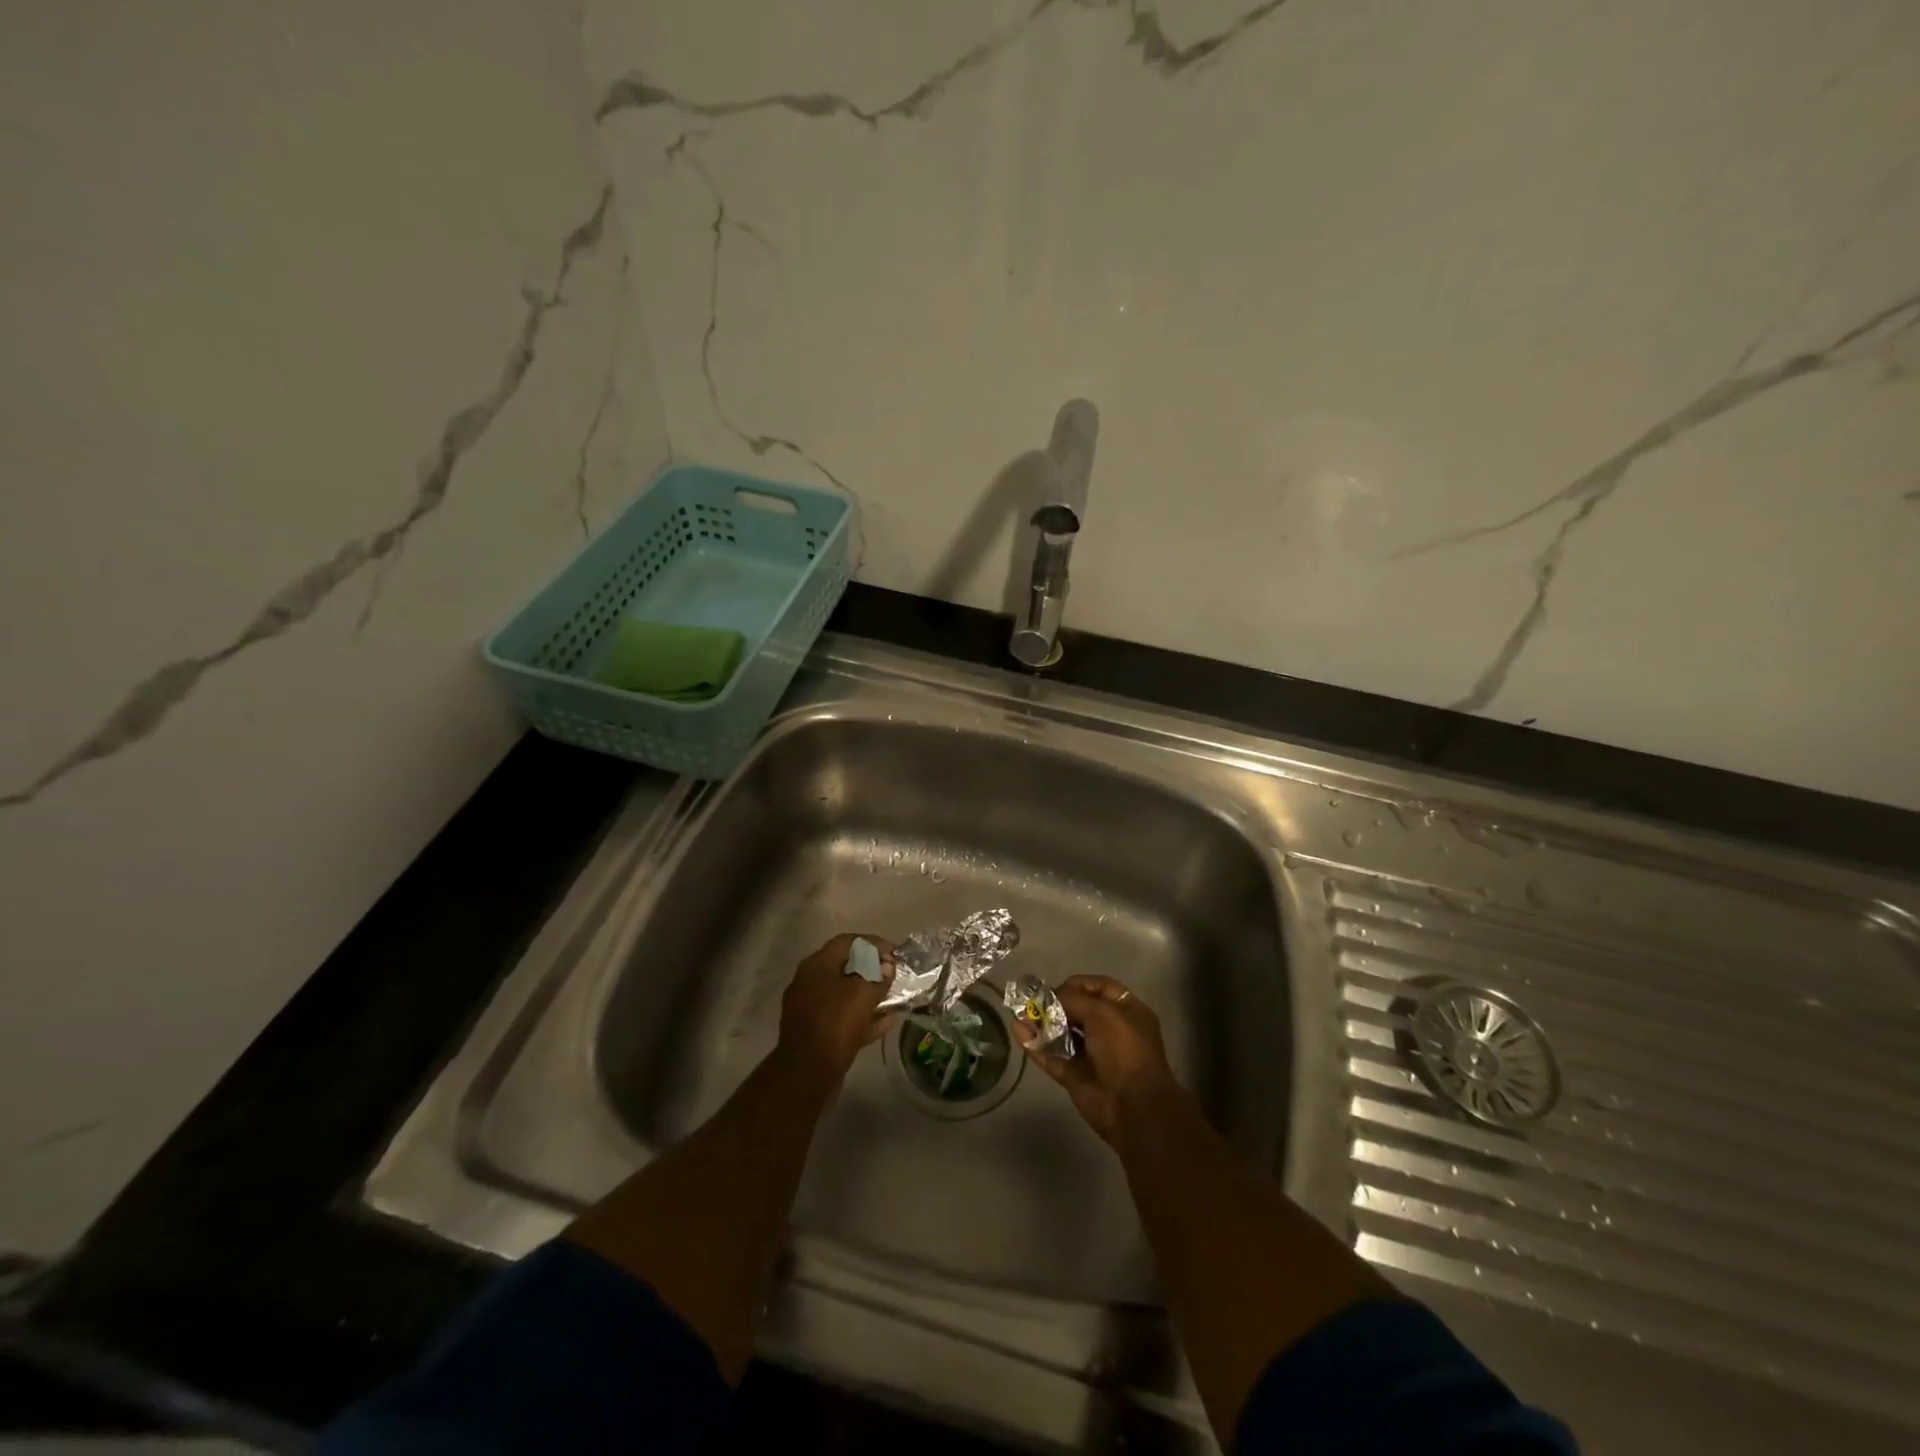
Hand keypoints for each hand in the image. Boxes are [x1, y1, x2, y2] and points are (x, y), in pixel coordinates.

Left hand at [777, 933, 895, 1085]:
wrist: (807, 1074)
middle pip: (846, 968)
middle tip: (894, 976)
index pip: (848, 942)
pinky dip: (863, 1017)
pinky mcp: (815, 1033)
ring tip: (894, 999)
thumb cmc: (835, 1023)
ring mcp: (810, 1009)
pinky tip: (885, 1022)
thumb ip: (878, 976)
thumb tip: (886, 966)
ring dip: (869, 995)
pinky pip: (843, 1018)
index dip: (873, 943)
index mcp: (816, 965)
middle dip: (872, 971)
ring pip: (845, 995)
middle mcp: (809, 982)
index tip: (895, 953)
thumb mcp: (863, 993)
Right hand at [1017, 975, 1180, 1144]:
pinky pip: (1052, 1056)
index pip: (1101, 987)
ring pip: (1063, 1033)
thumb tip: (1051, 997)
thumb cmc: (1123, 1049)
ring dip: (1042, 1023)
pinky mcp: (1075, 1076)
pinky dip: (1035, 1045)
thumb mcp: (1101, 1012)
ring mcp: (1092, 1055)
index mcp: (1127, 1012)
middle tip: (1033, 1000)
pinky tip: (1018, 1031)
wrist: (1131, 1106)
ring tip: (1019, 1012)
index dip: (1079, 983)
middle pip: (1079, 1010)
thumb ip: (1073, 999)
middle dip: (1056, 1003)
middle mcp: (1110, 1030)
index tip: (1057, 986)